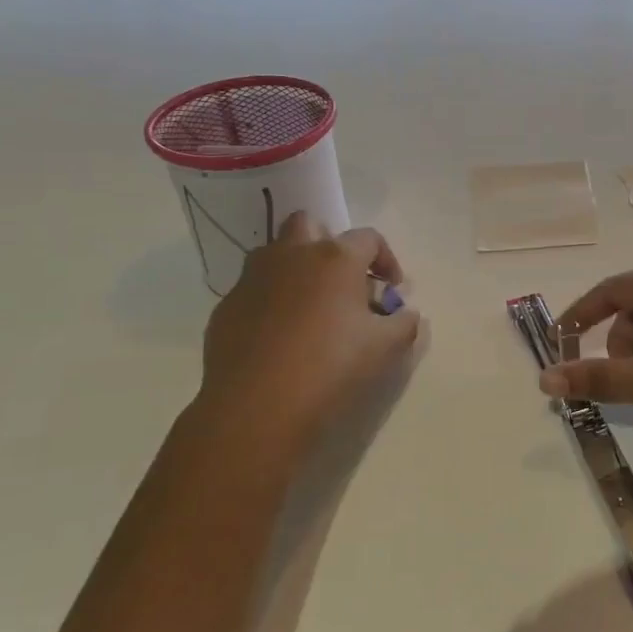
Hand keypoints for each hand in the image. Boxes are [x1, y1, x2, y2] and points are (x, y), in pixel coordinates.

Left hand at [194, 212, 420, 453]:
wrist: (258, 407)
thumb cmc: (333, 367)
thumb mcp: (387, 347)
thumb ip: (404, 323)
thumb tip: (407, 314)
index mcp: (335, 258)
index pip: (369, 238)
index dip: (387, 259)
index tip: (393, 289)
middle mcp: (291, 256)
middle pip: (310, 225)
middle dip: (329, 243)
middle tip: (343, 281)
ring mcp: (252, 279)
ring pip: (275, 254)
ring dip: (296, 268)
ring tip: (311, 307)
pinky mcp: (226, 308)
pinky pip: (253, 290)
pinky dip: (271, 301)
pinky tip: (281, 337)